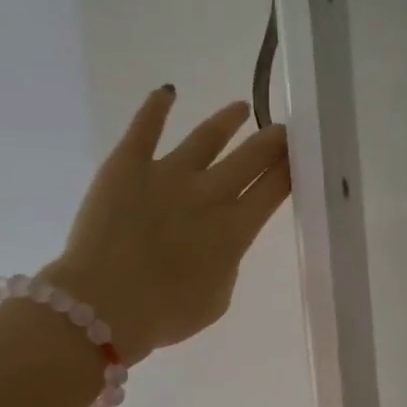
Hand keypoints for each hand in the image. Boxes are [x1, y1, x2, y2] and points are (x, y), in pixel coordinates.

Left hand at [40, 87, 290, 360]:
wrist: (104, 305)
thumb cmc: (166, 314)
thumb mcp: (216, 299)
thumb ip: (226, 264)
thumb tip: (219, 242)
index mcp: (235, 230)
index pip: (273, 189)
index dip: (291, 168)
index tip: (302, 154)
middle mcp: (208, 193)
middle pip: (251, 157)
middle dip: (272, 140)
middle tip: (283, 130)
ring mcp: (167, 174)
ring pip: (207, 137)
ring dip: (227, 121)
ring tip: (239, 108)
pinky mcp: (126, 165)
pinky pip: (144, 127)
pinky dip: (157, 107)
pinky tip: (167, 92)